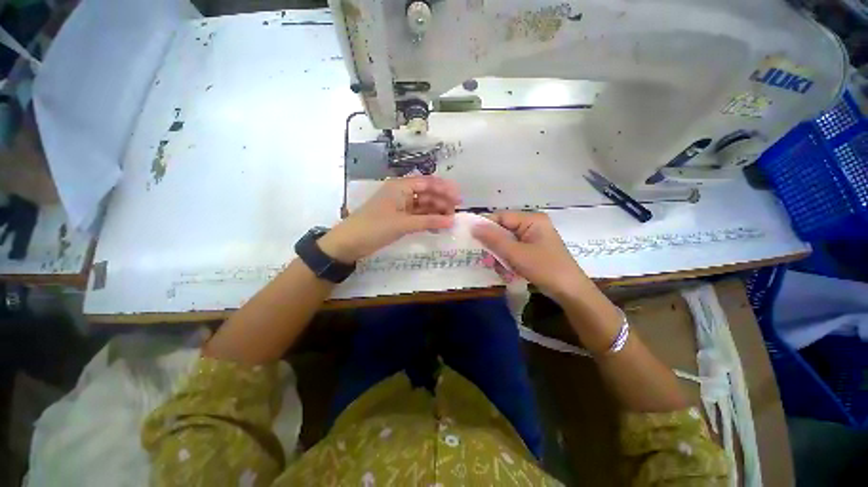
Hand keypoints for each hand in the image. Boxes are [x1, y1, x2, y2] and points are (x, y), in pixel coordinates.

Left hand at [319, 176, 459, 262]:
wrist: (350, 243)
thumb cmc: (374, 227)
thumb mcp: (403, 224)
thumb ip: (429, 221)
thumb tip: (452, 221)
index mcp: (400, 187)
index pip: (427, 182)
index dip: (444, 189)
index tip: (459, 199)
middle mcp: (402, 193)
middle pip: (427, 194)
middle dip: (442, 202)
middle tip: (455, 214)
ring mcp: (401, 206)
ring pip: (424, 206)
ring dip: (436, 212)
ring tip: (449, 222)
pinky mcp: (400, 218)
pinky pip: (418, 216)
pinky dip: (428, 221)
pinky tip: (438, 227)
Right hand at [471, 211, 592, 302]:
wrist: (570, 292)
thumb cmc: (544, 268)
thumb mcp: (516, 254)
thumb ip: (493, 239)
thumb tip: (473, 226)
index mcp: (531, 220)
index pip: (501, 217)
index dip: (485, 227)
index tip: (472, 239)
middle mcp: (532, 225)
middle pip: (503, 230)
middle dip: (494, 246)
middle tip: (488, 260)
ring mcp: (533, 238)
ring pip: (506, 242)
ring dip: (500, 256)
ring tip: (501, 270)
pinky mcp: (533, 250)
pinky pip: (513, 250)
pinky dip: (508, 260)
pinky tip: (509, 272)